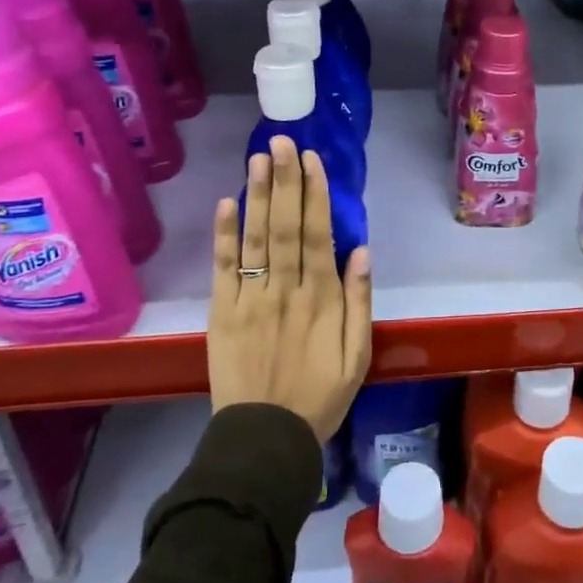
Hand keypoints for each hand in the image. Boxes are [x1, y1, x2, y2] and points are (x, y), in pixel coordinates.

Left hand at [208, 137, 372, 443]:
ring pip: (255, 238)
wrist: (264, 440)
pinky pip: (222, 268)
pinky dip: (224, 235)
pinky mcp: (221, 313)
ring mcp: (249, 299)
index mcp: (321, 299)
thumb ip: (359, 302)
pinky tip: (227, 203)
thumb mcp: (358, 356)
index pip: (318, 234)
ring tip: (259, 158)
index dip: (315, 194)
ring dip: (257, 195)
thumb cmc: (319, 397)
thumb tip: (361, 251)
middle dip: (285, 181)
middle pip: (285, 226)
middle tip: (284, 142)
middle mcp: (285, 290)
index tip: (312, 160)